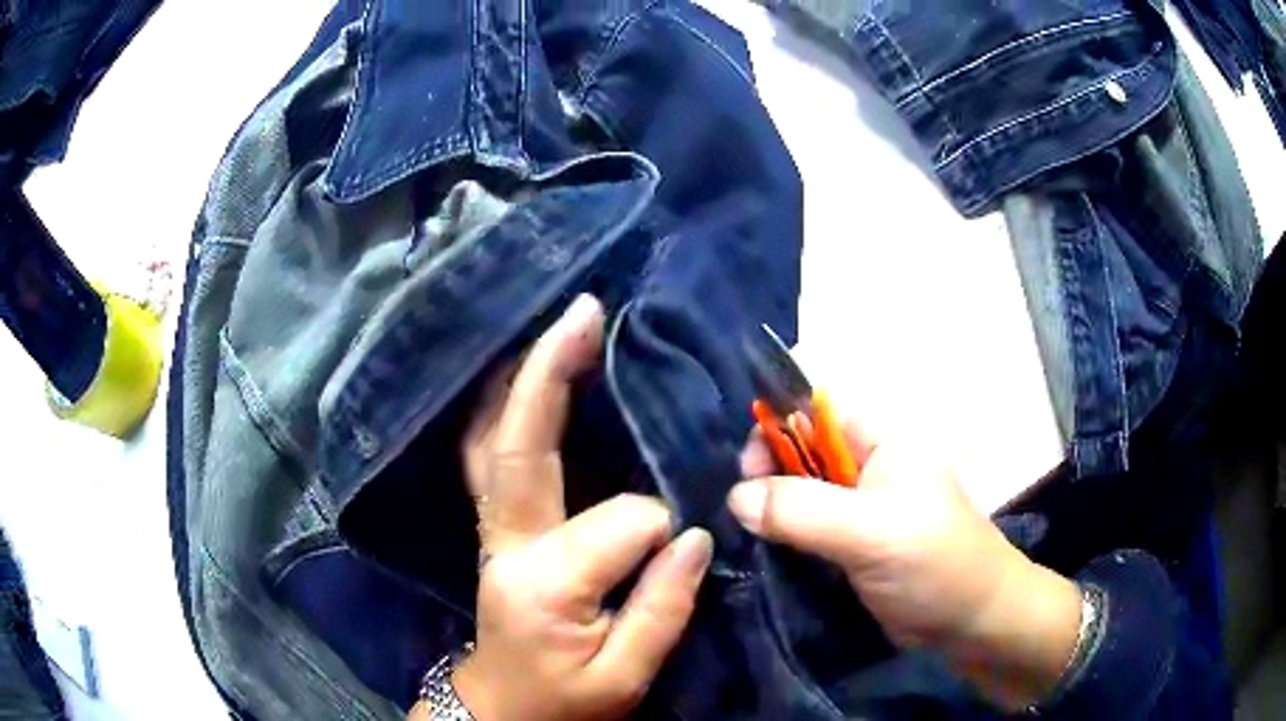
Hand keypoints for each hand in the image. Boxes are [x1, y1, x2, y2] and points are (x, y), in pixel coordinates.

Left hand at [428, 294, 711, 720]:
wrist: (503, 710)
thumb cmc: (566, 702)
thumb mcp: (626, 675)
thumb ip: (663, 608)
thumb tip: (692, 533)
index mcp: (544, 583)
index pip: (621, 523)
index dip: (661, 527)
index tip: (687, 544)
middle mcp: (506, 543)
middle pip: (520, 445)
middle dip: (551, 372)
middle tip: (584, 312)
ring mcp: (491, 530)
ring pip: (491, 441)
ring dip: (521, 380)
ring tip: (559, 329)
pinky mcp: (493, 527)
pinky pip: (490, 457)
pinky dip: (506, 411)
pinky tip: (529, 381)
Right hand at [729, 425, 1081, 709]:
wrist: (971, 621)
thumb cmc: (934, 564)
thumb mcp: (871, 533)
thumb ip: (804, 511)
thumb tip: (736, 496)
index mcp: (882, 443)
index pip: (818, 408)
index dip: (777, 422)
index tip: (747, 466)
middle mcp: (867, 468)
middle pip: (803, 451)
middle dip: (767, 471)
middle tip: (742, 511)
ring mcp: (859, 510)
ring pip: (801, 494)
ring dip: (771, 509)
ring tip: (742, 533)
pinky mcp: (852, 546)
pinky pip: (807, 531)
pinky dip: (782, 537)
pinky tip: (761, 551)